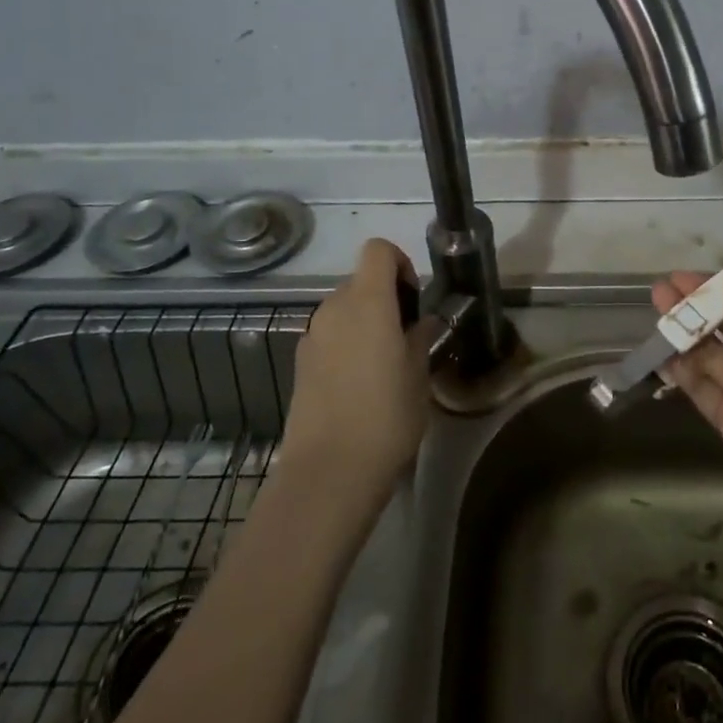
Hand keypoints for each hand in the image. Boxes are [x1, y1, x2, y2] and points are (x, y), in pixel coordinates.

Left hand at [284, 239, 437, 498]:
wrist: (328, 472)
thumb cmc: (386, 416)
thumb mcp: (419, 375)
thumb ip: (421, 338)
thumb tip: (422, 322)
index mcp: (368, 301)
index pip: (378, 250)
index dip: (400, 262)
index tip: (414, 298)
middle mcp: (334, 308)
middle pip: (360, 280)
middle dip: (385, 297)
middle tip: (407, 336)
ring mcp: (312, 336)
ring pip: (343, 309)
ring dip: (365, 321)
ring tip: (385, 363)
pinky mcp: (300, 363)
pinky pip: (329, 336)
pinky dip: (346, 343)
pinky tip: (359, 384)